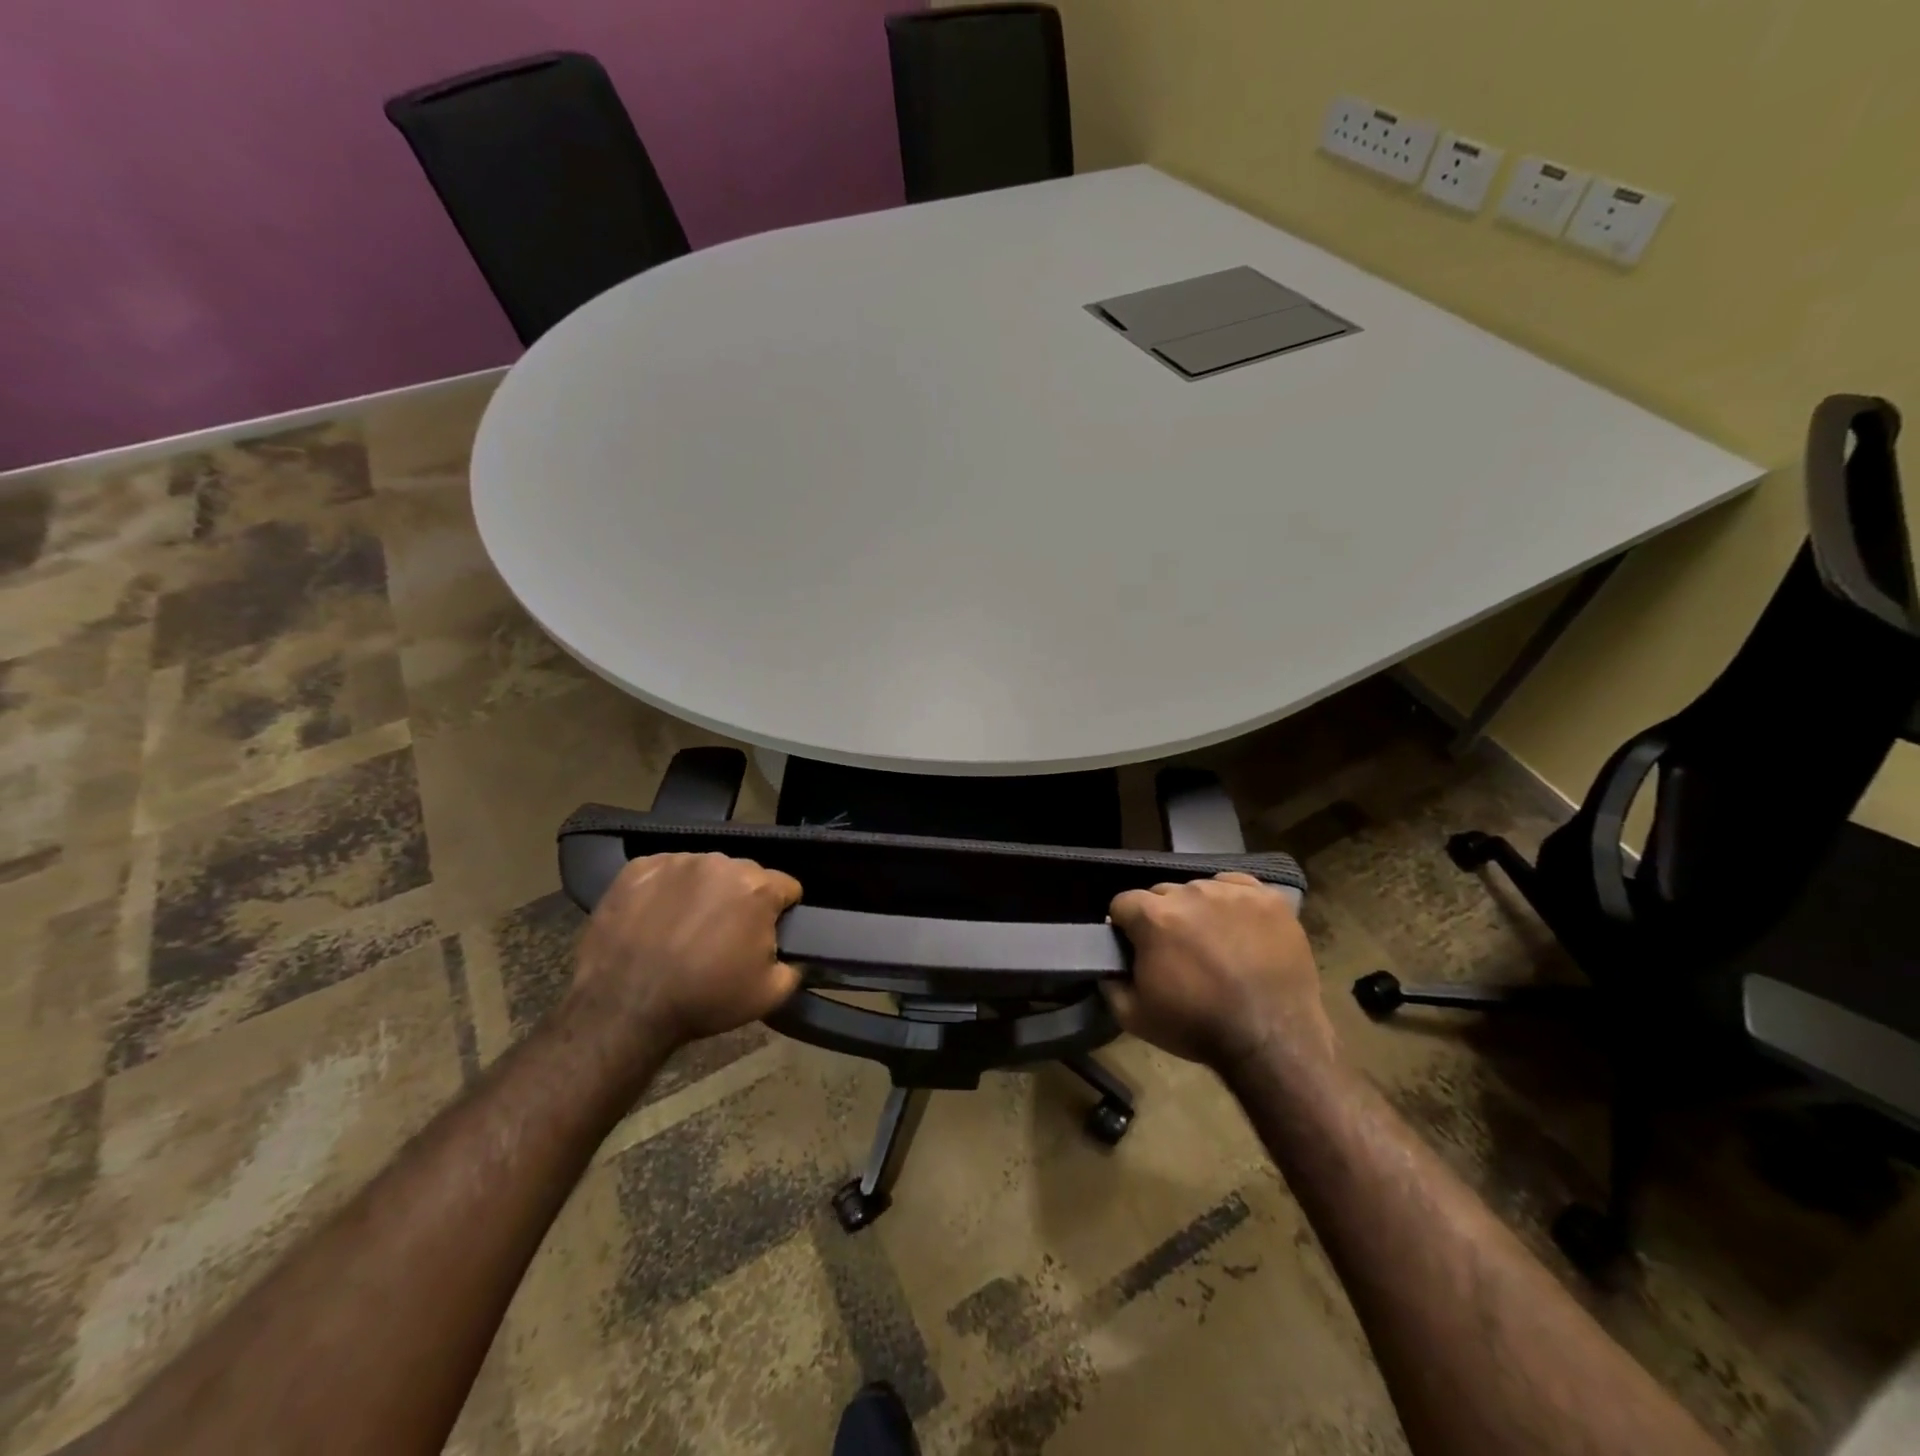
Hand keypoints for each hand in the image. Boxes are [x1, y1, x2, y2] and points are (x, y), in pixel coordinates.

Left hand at [569, 853, 802, 1051]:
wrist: (623, 1008)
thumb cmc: (703, 999)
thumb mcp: (770, 995)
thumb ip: (794, 966)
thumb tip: (793, 955)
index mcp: (757, 887)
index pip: (787, 887)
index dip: (781, 912)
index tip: (766, 936)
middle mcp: (720, 863)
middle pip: (745, 875)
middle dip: (741, 899)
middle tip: (723, 937)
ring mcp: (676, 862)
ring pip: (704, 871)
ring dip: (704, 893)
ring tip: (685, 929)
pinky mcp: (637, 868)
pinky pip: (664, 872)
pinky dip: (666, 891)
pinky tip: (655, 920)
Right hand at [1105, 873, 1334, 1073]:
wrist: (1273, 1041)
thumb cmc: (1198, 1028)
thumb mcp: (1134, 1016)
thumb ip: (1110, 983)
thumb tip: (1108, 965)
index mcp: (1154, 917)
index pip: (1124, 903)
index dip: (1125, 926)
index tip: (1137, 948)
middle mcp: (1190, 893)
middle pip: (1162, 894)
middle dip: (1163, 917)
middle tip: (1178, 951)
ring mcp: (1232, 893)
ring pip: (1201, 889)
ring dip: (1198, 910)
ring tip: (1214, 942)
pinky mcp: (1268, 898)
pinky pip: (1238, 887)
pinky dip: (1233, 903)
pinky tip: (1240, 929)